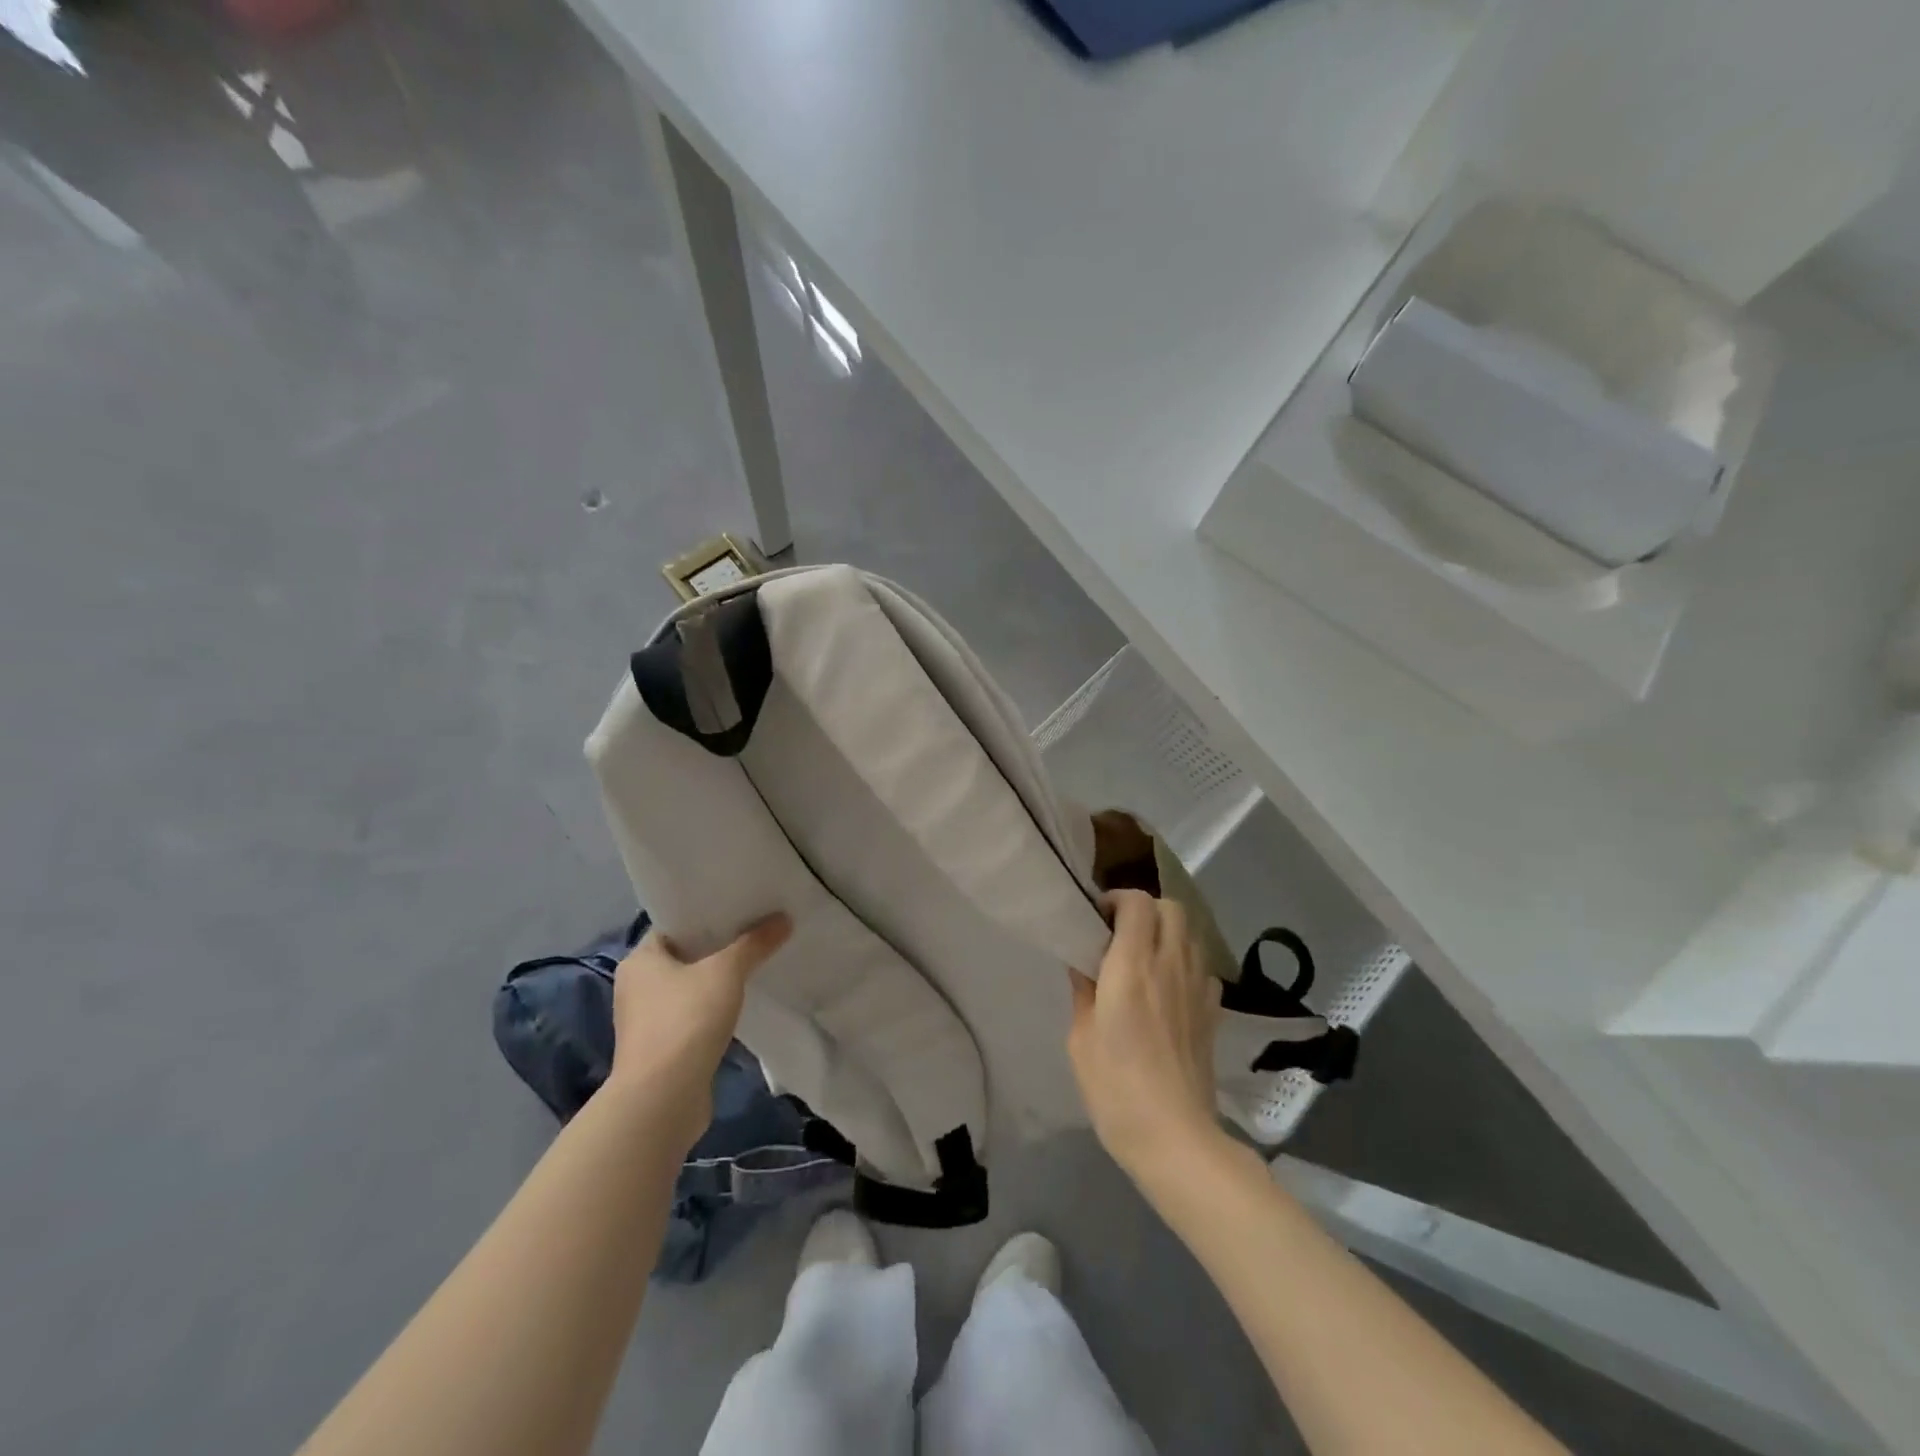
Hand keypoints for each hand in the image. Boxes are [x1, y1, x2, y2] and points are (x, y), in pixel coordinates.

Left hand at [609, 914, 790, 1152]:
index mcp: (640, 960)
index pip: (673, 925)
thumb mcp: (726, 973)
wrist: (663, 1099)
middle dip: (716, 947)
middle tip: (754, 932)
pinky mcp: (662, 1049)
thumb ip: (754, 944)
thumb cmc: (686, 1021)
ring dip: (715, 981)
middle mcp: (636, 987)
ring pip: (688, 988)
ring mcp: (647, 1021)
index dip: (705, 915)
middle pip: (683, 956)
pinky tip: (741, 1005)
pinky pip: (692, 1017)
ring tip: (754, 965)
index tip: (738, 908)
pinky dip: (713, 1010)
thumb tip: (783, 918)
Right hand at [1067, 889, 1222, 1181]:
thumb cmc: (1115, 1088)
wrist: (1175, 1136)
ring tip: (1144, 956)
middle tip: (1121, 932)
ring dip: (1167, 932)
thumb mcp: (1081, 1038)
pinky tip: (1168, 987)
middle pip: (1171, 908)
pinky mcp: (1212, 1011)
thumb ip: (1084, 991)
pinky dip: (1185, 962)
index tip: (1098, 918)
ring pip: (1191, 933)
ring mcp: (1197, 987)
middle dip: (1145, 908)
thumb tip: (1085, 964)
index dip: (1117, 899)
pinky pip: (1202, 966)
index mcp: (1132, 967)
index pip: (1137, 903)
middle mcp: (1169, 965)